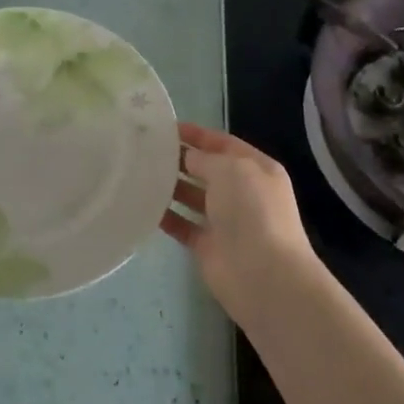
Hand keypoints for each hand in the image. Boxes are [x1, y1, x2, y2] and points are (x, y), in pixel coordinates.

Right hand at [161, 122, 316, 324]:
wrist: (263, 276)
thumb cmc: (252, 211)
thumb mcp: (229, 170)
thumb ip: (204, 159)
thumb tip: (186, 158)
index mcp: (256, 169)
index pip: (223, 143)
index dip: (196, 134)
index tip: (165, 127)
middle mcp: (243, 193)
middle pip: (206, 170)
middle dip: (180, 159)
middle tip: (144, 149)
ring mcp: (226, 221)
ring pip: (193, 197)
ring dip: (170, 186)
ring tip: (139, 173)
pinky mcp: (208, 246)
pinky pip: (183, 225)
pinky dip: (166, 216)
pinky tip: (143, 205)